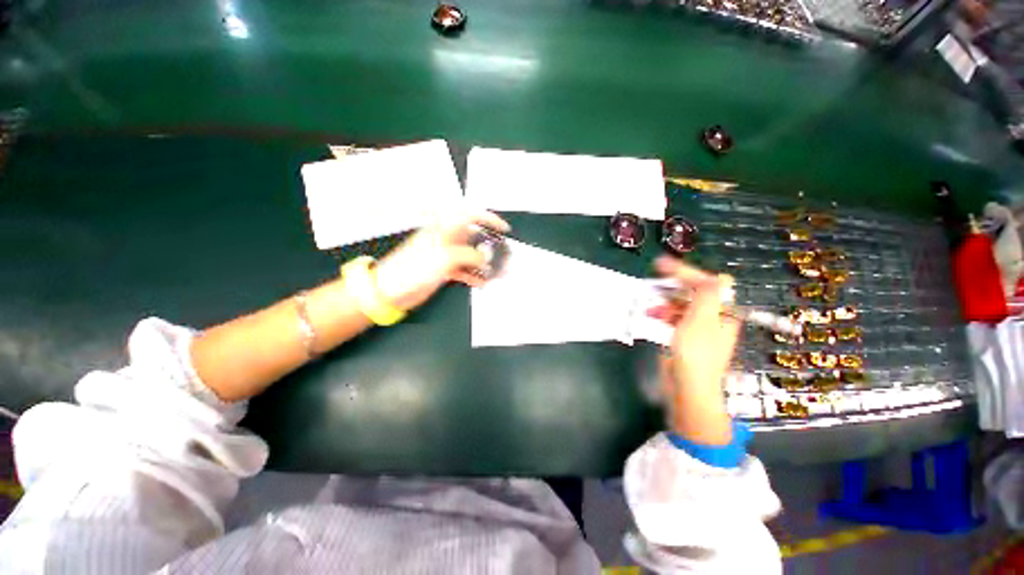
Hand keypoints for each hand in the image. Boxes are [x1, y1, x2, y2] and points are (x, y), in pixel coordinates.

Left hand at [373, 209, 509, 310]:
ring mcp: (446, 255)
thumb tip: (485, 258)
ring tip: (498, 272)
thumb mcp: (446, 257)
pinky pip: (464, 270)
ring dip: (485, 264)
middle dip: (491, 246)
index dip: (489, 219)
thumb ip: (470, 255)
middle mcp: (447, 240)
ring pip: (471, 256)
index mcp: (445, 229)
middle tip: (503, 255)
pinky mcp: (444, 270)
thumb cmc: (413, 268)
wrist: (392, 290)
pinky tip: (482, 282)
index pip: (471, 216)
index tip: (503, 229)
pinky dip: (474, 275)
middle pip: (474, 238)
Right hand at [652, 256, 740, 444]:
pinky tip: (653, 316)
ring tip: (651, 307)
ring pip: (681, 305)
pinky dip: (663, 315)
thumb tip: (715, 275)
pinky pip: (674, 318)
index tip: (662, 265)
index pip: (707, 283)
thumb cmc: (696, 354)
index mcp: (723, 312)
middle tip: (653, 280)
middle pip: (694, 293)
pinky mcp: (684, 338)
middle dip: (673, 287)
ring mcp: (698, 328)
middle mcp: (713, 318)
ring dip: (665, 303)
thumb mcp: (701, 320)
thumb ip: (707, 295)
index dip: (686, 272)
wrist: (687, 389)